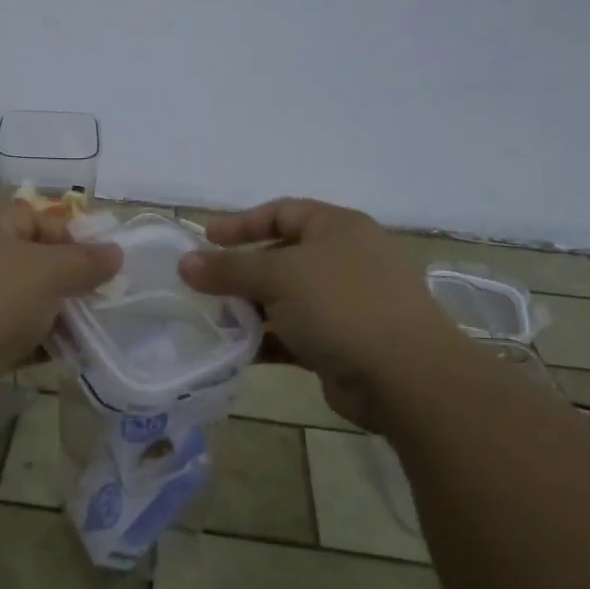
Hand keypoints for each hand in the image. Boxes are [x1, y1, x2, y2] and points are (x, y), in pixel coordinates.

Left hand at [0, 203, 120, 417]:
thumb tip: (115, 252)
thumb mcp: (48, 273)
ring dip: (51, 315)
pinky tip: (58, 356)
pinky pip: (3, 334)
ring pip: (17, 300)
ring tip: (84, 333)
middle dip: (64, 280)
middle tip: (96, 300)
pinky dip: (30, 342)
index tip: (99, 263)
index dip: (68, 235)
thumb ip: (86, 261)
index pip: (32, 217)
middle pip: (26, 260)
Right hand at [179, 198, 468, 430]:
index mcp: (338, 228)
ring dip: (251, 308)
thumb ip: (228, 269)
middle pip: (282, 256)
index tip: (205, 238)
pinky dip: (268, 339)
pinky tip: (237, 350)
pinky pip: (295, 333)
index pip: (282, 212)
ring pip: (286, 298)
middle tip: (203, 284)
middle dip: (241, 271)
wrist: (405, 376)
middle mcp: (344, 260)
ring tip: (213, 319)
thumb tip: (184, 263)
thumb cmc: (341, 305)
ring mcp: (347, 303)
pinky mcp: (343, 342)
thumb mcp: (278, 277)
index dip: (242, 223)